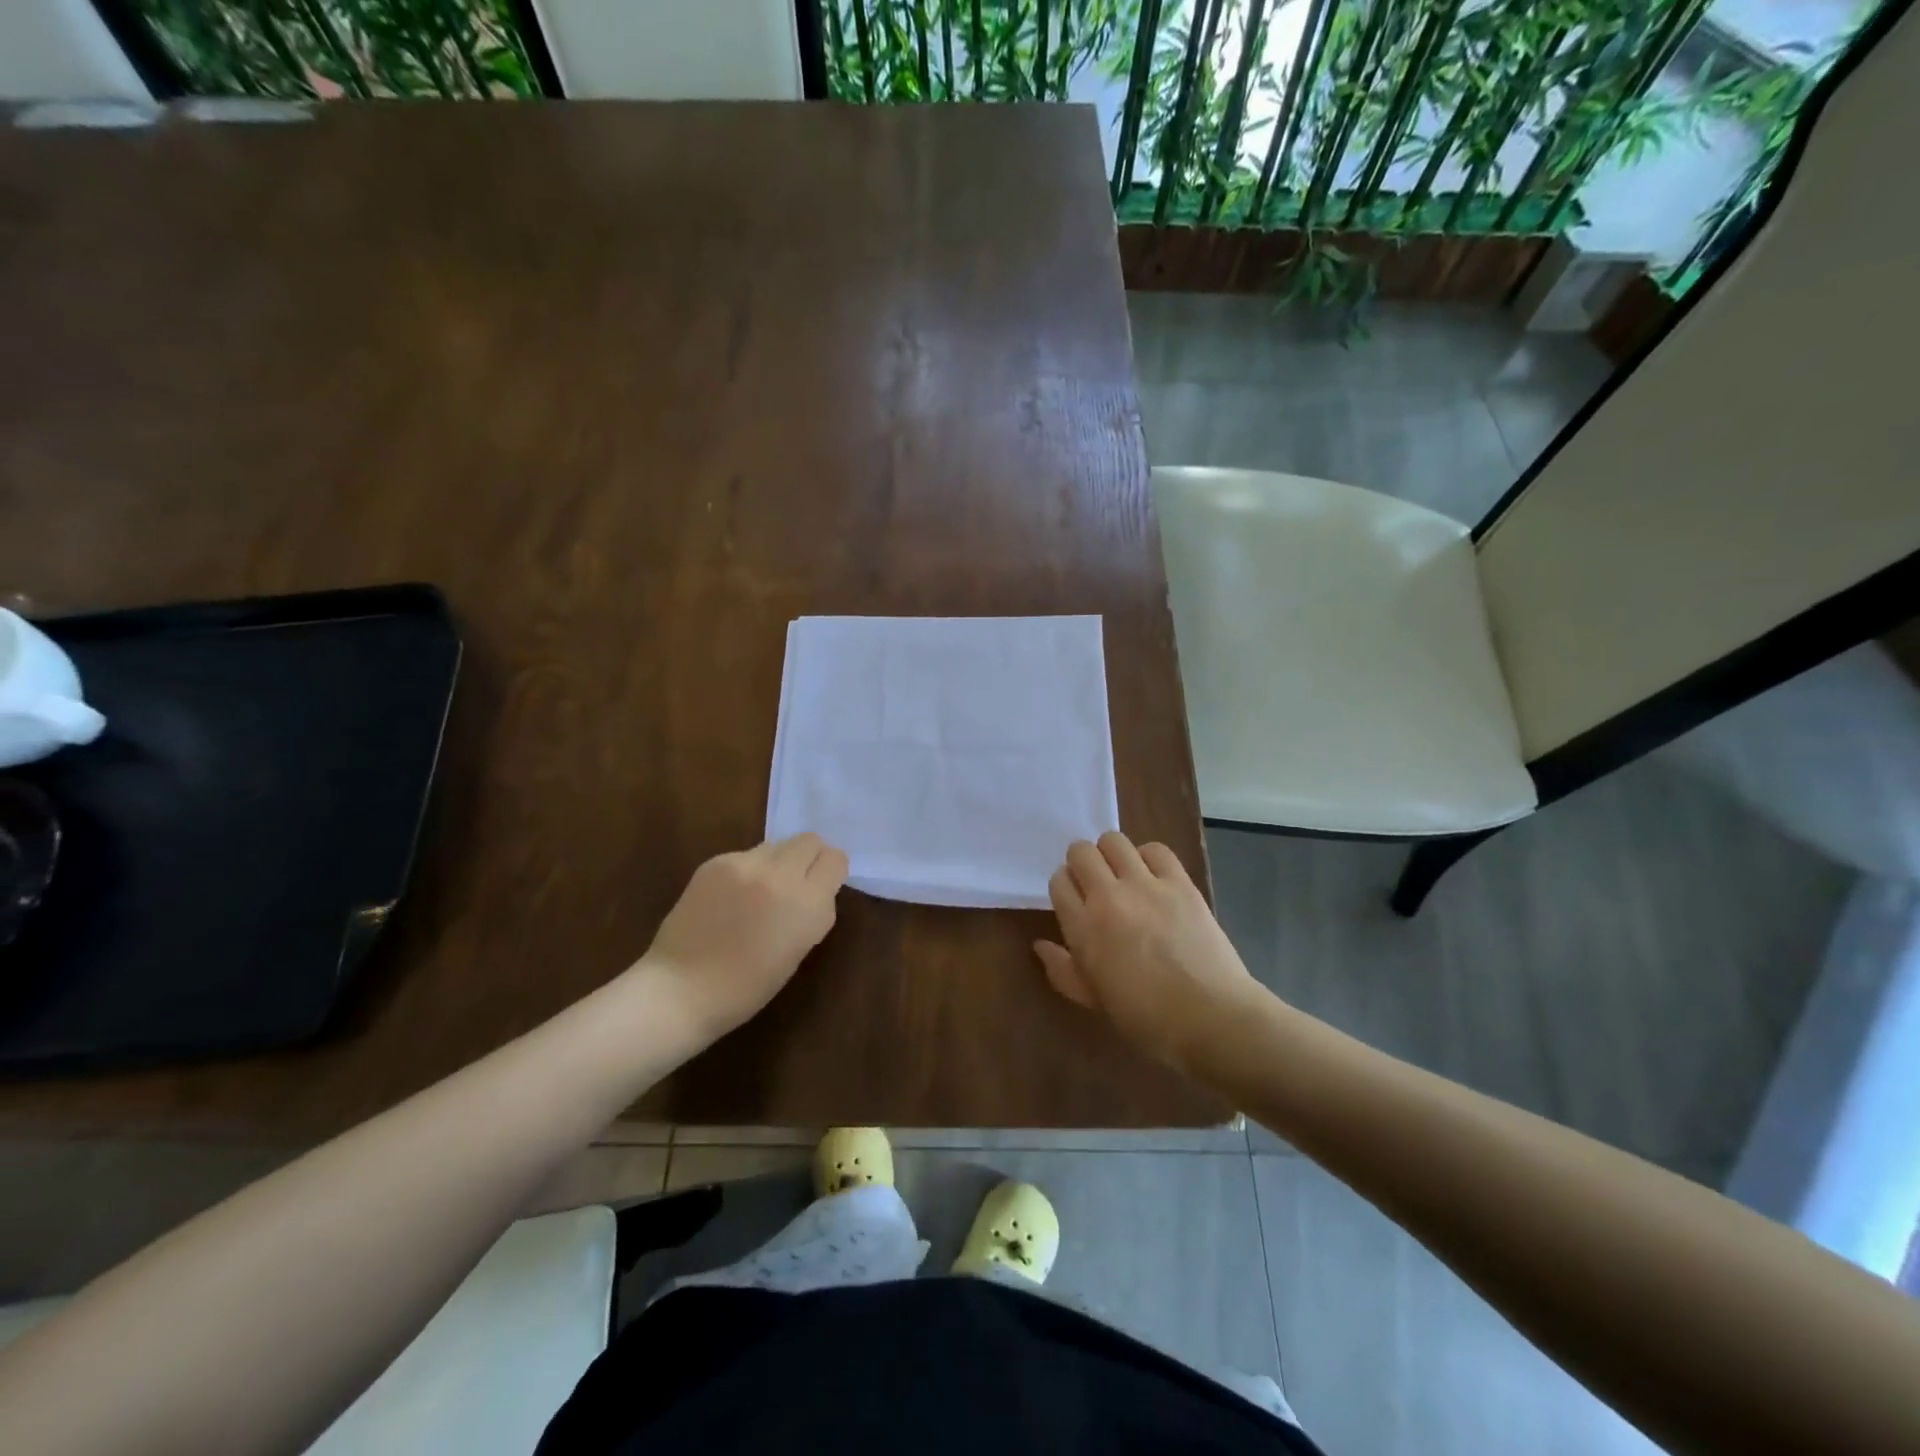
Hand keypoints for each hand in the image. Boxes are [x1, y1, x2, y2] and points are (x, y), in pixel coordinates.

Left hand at [639, 833, 848, 1041]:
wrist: (680, 990)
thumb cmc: (747, 986)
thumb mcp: (799, 950)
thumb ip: (814, 911)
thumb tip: (816, 888)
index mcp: (807, 904)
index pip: (835, 860)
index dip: (830, 872)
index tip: (821, 887)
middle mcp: (780, 875)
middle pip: (809, 841)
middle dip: (808, 859)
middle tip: (795, 884)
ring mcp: (745, 864)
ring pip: (777, 845)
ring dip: (778, 862)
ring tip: (759, 892)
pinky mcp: (716, 862)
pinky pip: (746, 855)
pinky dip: (747, 870)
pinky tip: (730, 898)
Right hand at [1035, 832, 1262, 1072]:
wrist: (1211, 1019)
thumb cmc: (1146, 1019)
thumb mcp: (1093, 1001)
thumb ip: (1062, 971)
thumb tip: (1040, 946)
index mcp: (1083, 928)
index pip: (1059, 882)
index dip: (1065, 888)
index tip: (1076, 901)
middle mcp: (1108, 897)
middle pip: (1081, 853)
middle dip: (1082, 863)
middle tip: (1095, 884)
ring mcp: (1146, 885)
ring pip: (1114, 841)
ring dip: (1111, 854)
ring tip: (1123, 874)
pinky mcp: (1180, 883)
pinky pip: (1156, 849)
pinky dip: (1148, 856)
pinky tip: (1153, 876)